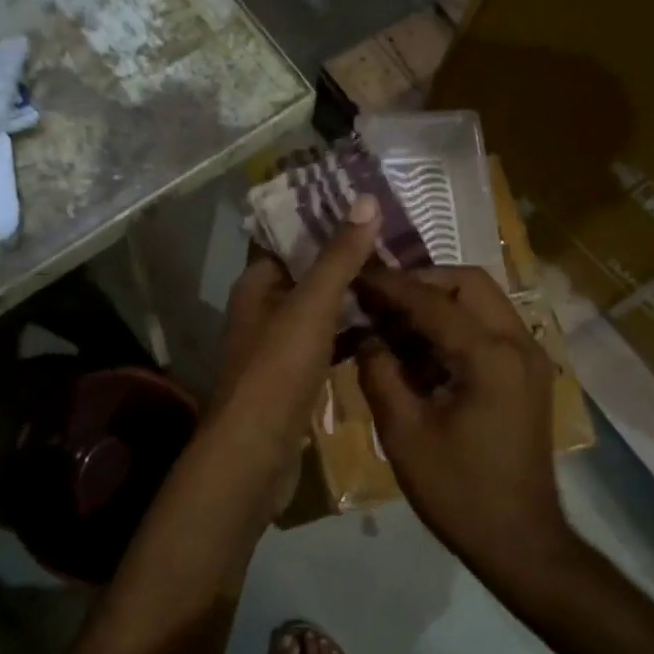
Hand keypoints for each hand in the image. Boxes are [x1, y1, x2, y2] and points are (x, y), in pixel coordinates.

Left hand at [203, 195, 381, 515]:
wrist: (255, 453)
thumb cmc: (277, 370)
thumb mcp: (310, 306)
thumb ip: (338, 257)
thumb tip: (365, 200)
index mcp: (256, 285)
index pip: (286, 238)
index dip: (321, 219)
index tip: (365, 204)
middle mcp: (262, 311)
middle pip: (306, 274)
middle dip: (344, 257)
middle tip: (395, 240)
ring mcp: (278, 348)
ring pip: (318, 310)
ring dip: (350, 296)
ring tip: (398, 276)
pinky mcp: (294, 379)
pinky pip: (325, 344)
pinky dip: (349, 334)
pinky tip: (383, 328)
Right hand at [355, 266, 566, 565]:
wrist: (519, 539)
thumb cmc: (458, 490)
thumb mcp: (404, 433)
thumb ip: (380, 374)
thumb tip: (367, 337)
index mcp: (490, 356)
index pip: (431, 301)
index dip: (389, 286)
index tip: (355, 275)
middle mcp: (518, 344)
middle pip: (469, 284)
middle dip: (421, 282)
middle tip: (380, 299)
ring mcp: (529, 360)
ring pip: (483, 303)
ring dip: (439, 303)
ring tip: (394, 322)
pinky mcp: (527, 377)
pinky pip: (490, 330)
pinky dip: (455, 327)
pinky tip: (420, 352)